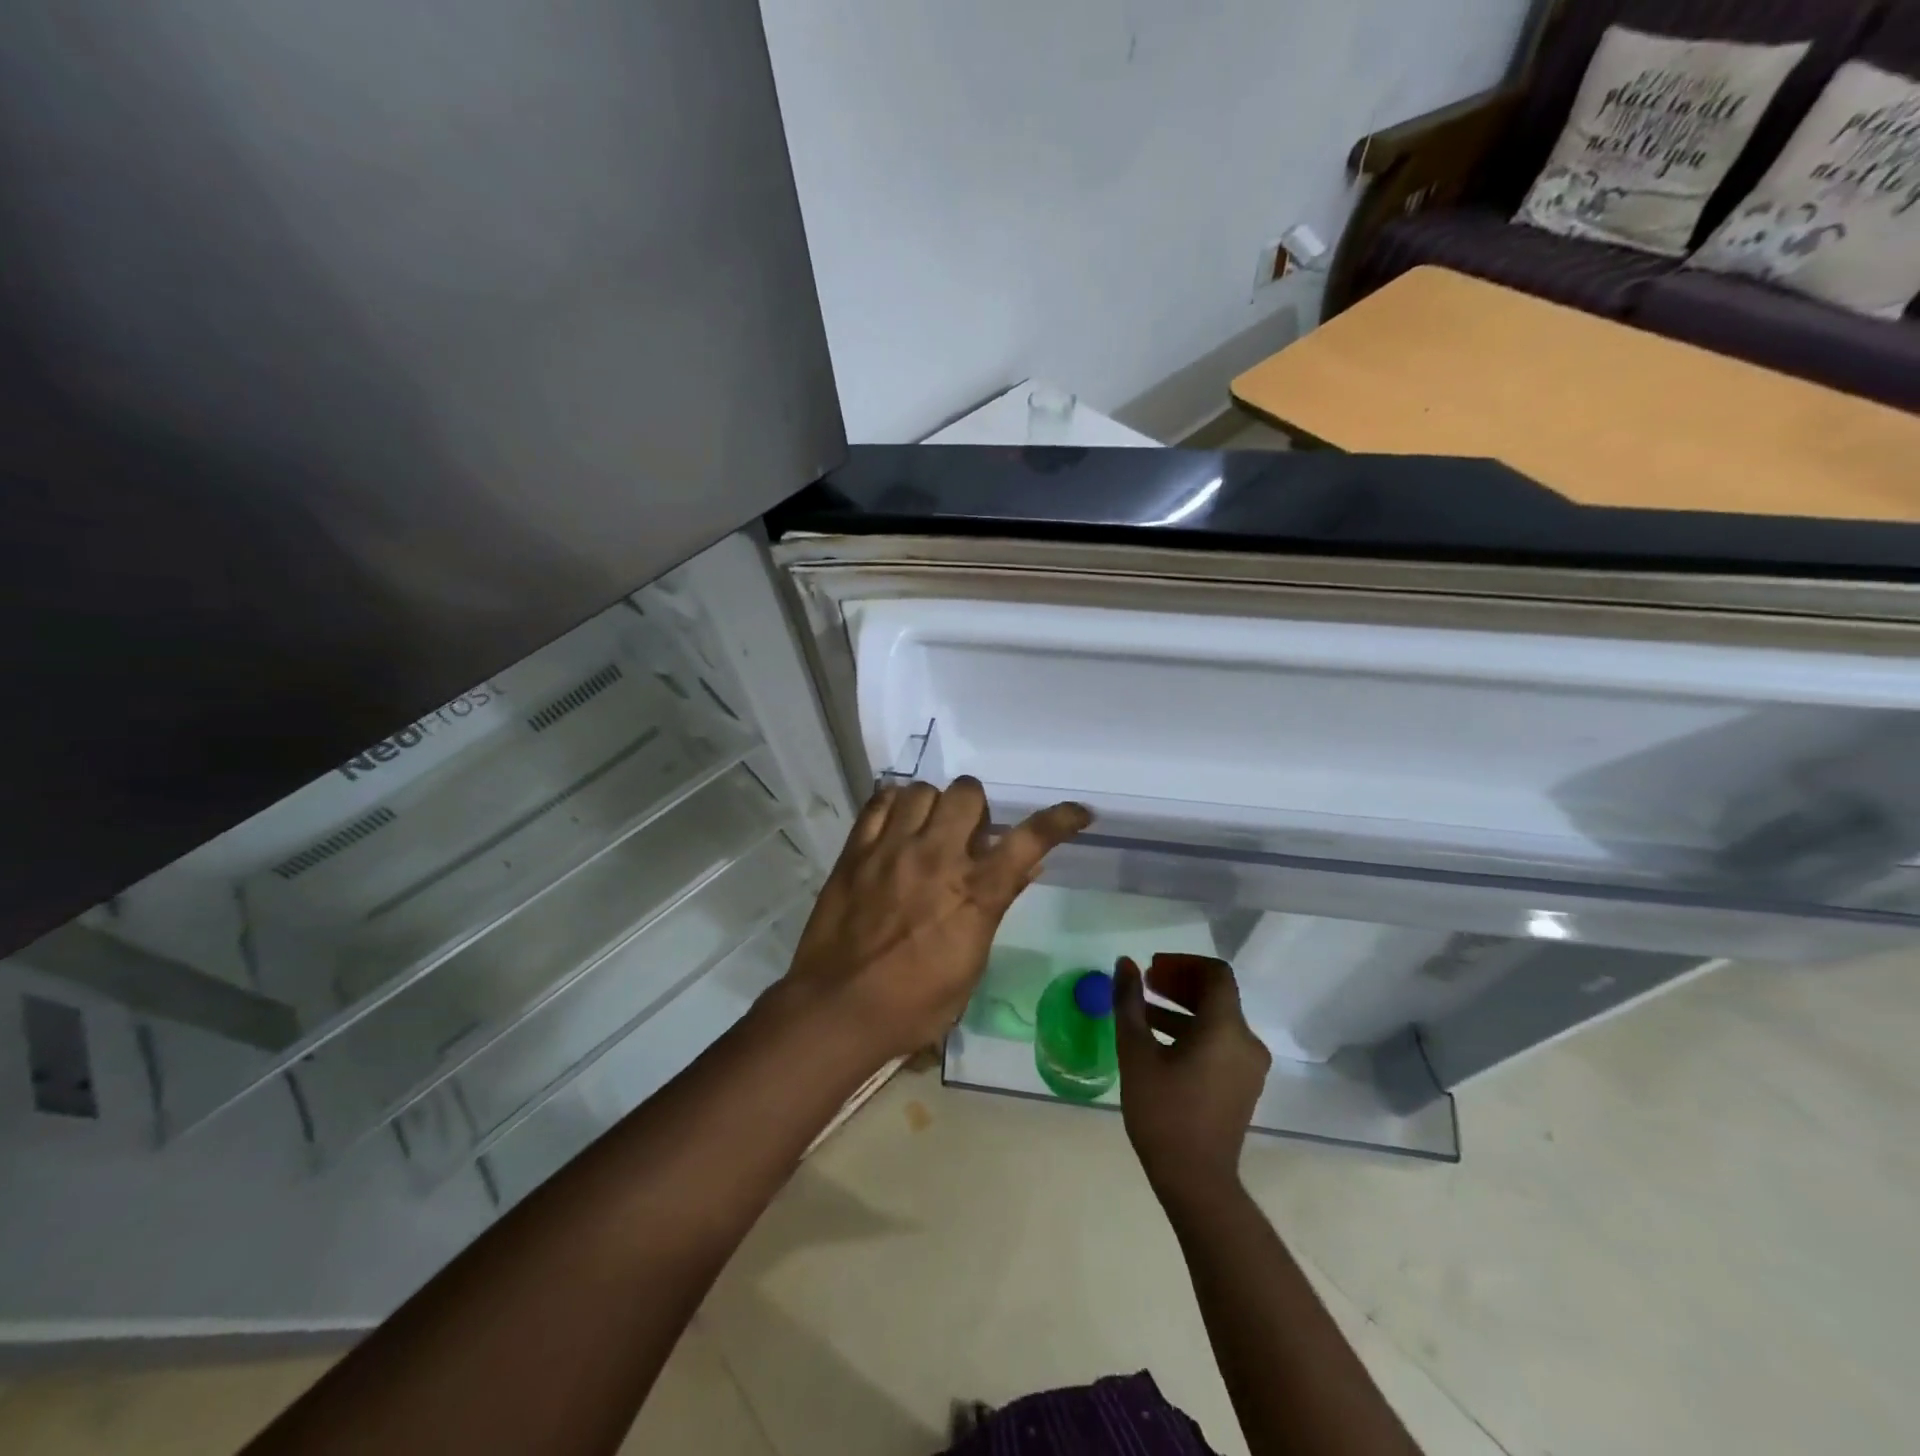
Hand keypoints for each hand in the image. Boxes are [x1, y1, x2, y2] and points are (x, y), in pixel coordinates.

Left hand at [779, 777, 1090, 1067]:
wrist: (839, 1009)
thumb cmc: (914, 1002)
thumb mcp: (970, 963)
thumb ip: (997, 905)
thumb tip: (1027, 866)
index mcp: (974, 893)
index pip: (1028, 840)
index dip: (1059, 819)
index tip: (1078, 813)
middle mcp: (937, 858)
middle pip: (967, 793)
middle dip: (976, 807)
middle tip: (967, 833)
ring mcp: (892, 850)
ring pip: (921, 790)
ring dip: (933, 805)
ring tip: (927, 829)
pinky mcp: (855, 851)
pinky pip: (878, 802)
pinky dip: (893, 805)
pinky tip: (894, 825)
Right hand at [1116, 954, 1271, 1204]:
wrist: (1196, 1182)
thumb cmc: (1163, 1112)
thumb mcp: (1137, 1053)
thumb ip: (1130, 1002)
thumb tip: (1125, 964)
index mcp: (1226, 1028)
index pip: (1215, 973)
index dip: (1182, 963)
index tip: (1152, 969)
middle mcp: (1246, 1042)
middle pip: (1217, 994)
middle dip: (1179, 983)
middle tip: (1145, 984)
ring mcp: (1248, 1066)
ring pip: (1217, 1019)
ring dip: (1182, 1008)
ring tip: (1143, 1011)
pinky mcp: (1242, 1085)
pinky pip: (1220, 1042)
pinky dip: (1192, 1031)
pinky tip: (1159, 1042)